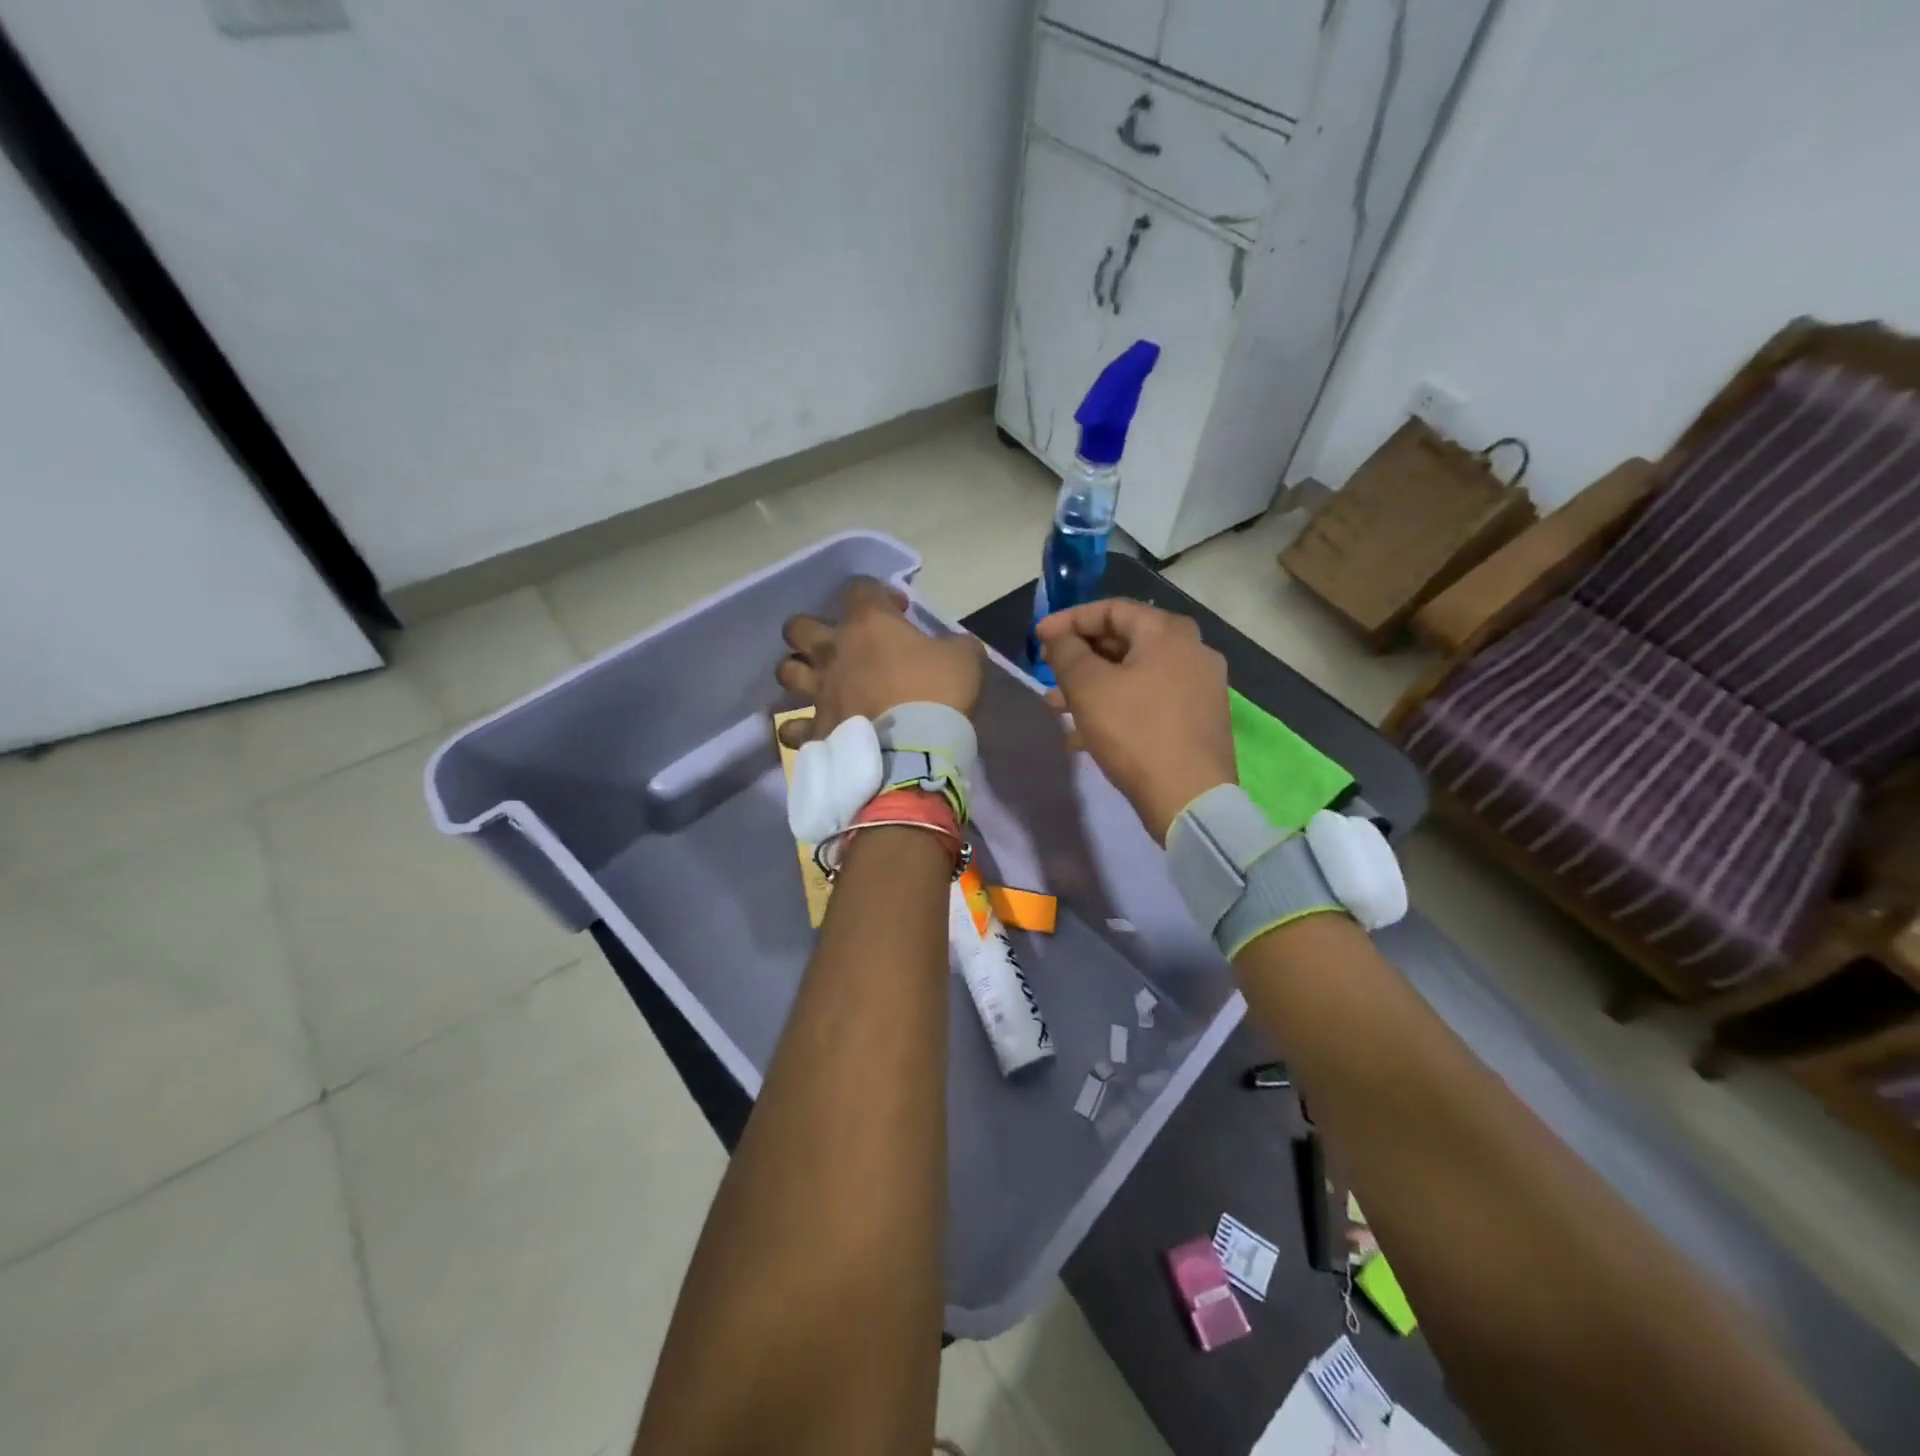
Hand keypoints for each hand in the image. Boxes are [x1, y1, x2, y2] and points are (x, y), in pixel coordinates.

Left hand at [776, 577, 983, 745]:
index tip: (899, 612)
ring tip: (818, 684)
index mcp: (868, 624)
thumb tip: (952, 647)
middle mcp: (833, 652)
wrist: (914, 752)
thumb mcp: (964, 657)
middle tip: (838, 645)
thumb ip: (954, 644)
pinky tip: (813, 731)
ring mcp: (818, 692)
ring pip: (786, 671)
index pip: (859, 588)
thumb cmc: (938, 694)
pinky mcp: (814, 730)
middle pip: (798, 627)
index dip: (879, 595)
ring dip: (799, 673)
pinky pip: (791, 728)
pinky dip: (799, 729)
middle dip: (812, 631)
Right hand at [1036, 599, 1235, 842]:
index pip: (1111, 609)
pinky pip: (1148, 701)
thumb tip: (1059, 637)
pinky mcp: (1198, 719)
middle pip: (1124, 642)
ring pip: (1134, 675)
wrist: (1189, 799)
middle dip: (1079, 658)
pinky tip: (1083, 736)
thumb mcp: (1088, 688)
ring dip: (1092, 687)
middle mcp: (1191, 651)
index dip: (1069, 620)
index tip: (1038, 638)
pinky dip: (1116, 708)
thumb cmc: (1134, 732)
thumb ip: (1066, 652)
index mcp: (1168, 633)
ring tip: (1056, 708)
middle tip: (1047, 673)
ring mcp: (1199, 687)